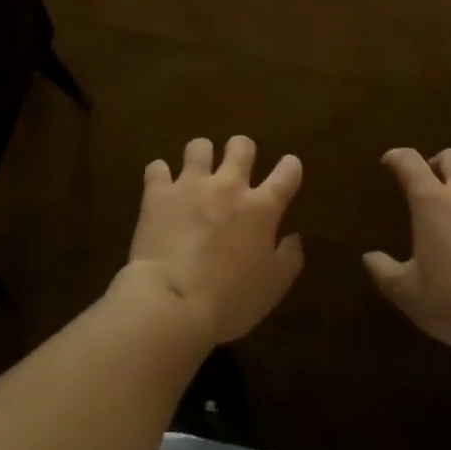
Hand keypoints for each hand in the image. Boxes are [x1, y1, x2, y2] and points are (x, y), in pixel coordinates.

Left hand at [127, 136, 304, 343]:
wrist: (173, 303)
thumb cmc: (230, 301)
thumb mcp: (272, 288)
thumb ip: (288, 258)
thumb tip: (293, 237)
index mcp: (261, 208)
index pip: (287, 173)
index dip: (290, 167)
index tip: (289, 167)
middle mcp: (228, 186)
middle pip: (241, 146)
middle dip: (242, 149)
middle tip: (238, 164)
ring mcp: (191, 185)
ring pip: (199, 146)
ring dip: (201, 156)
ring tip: (197, 170)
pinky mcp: (158, 193)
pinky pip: (157, 167)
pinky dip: (160, 175)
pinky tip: (160, 185)